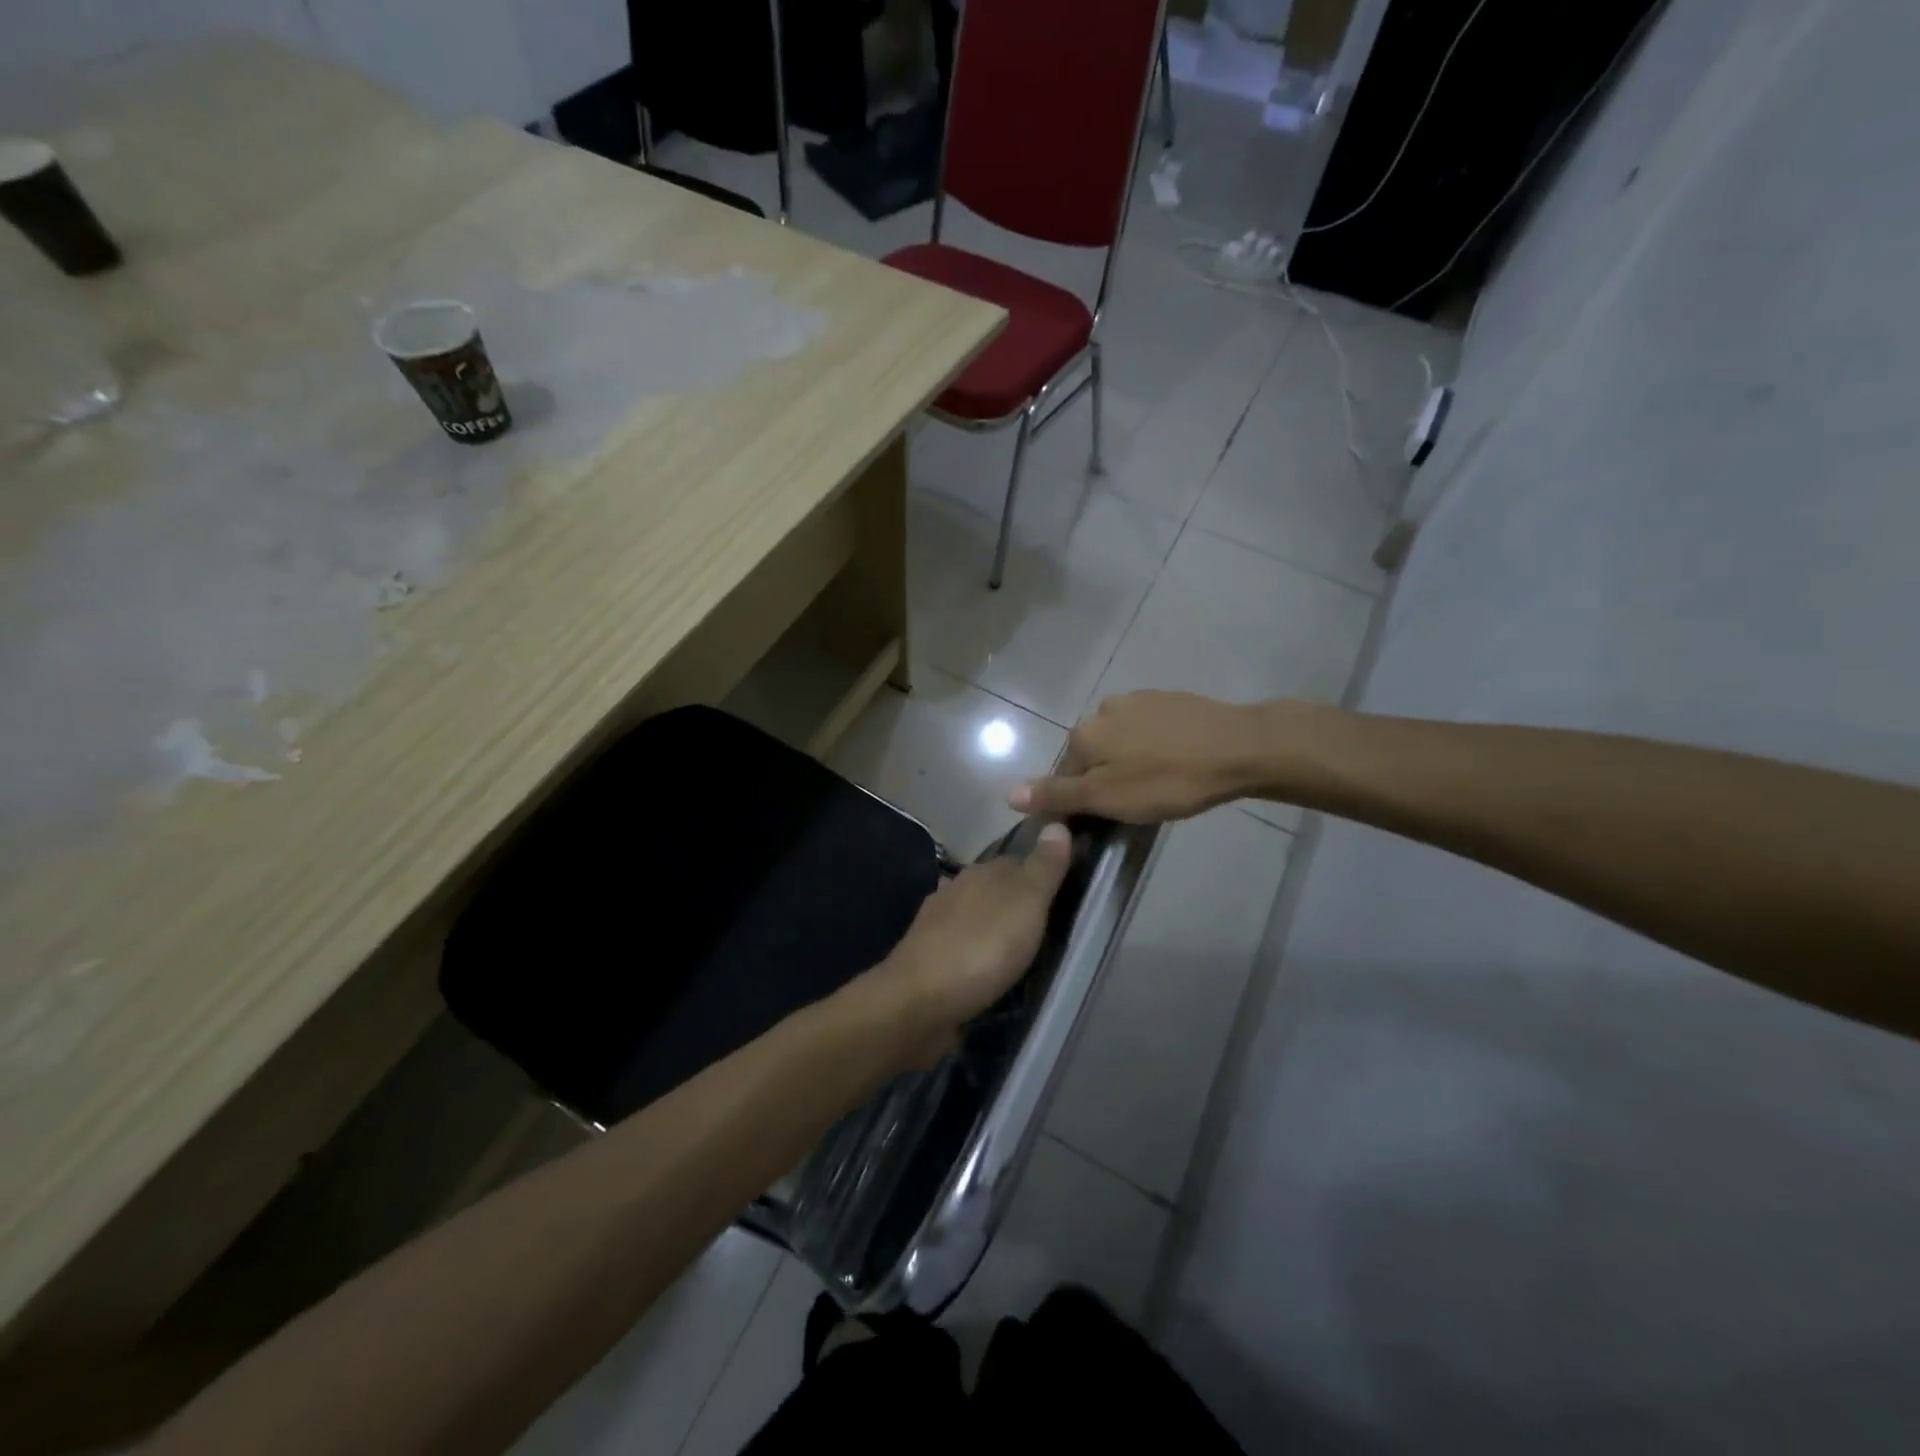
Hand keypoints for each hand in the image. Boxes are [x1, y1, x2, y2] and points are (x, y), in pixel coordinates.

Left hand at [856, 823, 1072, 1062]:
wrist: (919, 1002)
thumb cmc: (981, 948)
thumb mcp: (1026, 903)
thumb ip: (1043, 867)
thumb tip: (1057, 823)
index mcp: (980, 872)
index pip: (1016, 860)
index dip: (1039, 870)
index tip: (1063, 886)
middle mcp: (956, 890)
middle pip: (994, 887)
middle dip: (1015, 899)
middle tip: (1048, 920)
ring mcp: (937, 925)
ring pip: (975, 915)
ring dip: (993, 925)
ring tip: (1021, 946)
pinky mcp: (928, 959)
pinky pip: (961, 945)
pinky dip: (976, 951)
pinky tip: (986, 965)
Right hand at [1010, 692, 1334, 823]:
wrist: (1239, 747)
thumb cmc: (1169, 780)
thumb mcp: (1108, 797)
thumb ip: (1057, 795)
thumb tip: (1008, 793)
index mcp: (1084, 733)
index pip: (1065, 775)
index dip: (1081, 801)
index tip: (1107, 819)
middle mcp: (1103, 710)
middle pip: (1092, 754)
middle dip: (1106, 778)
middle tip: (1136, 804)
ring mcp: (1139, 700)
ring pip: (1121, 740)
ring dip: (1130, 761)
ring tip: (1160, 783)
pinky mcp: (1170, 699)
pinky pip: (1149, 729)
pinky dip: (1154, 746)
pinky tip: (1176, 761)